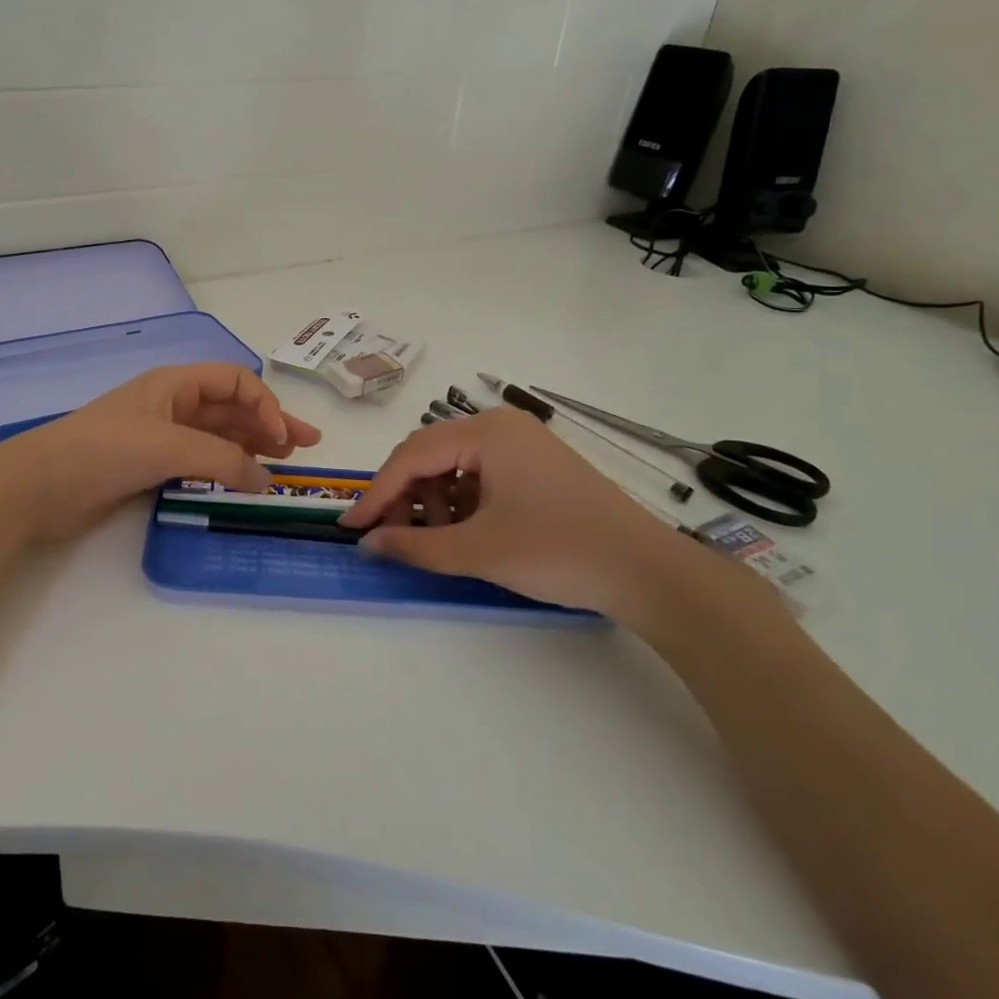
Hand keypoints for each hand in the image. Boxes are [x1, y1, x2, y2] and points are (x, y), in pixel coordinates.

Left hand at [0, 363, 320, 544]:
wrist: (37, 486)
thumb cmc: (102, 451)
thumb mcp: (168, 446)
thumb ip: (222, 459)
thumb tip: (266, 480)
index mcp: (173, 384)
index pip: (234, 381)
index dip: (265, 404)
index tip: (284, 439)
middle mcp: (170, 404)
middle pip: (230, 407)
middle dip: (269, 423)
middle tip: (305, 449)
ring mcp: (159, 436)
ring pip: (217, 434)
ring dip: (251, 445)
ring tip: (282, 465)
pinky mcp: (148, 466)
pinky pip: (198, 460)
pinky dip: (224, 466)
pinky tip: (241, 480)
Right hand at [337, 407, 694, 621]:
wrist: (648, 572)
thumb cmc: (559, 551)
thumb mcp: (479, 551)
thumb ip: (415, 546)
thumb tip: (368, 544)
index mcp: (486, 431)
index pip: (412, 456)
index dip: (377, 494)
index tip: (350, 527)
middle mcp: (501, 426)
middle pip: (430, 455)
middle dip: (404, 496)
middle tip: (387, 536)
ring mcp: (522, 445)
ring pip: (454, 466)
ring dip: (432, 502)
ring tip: (431, 540)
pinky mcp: (536, 467)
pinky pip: (480, 476)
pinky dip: (461, 503)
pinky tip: (461, 533)